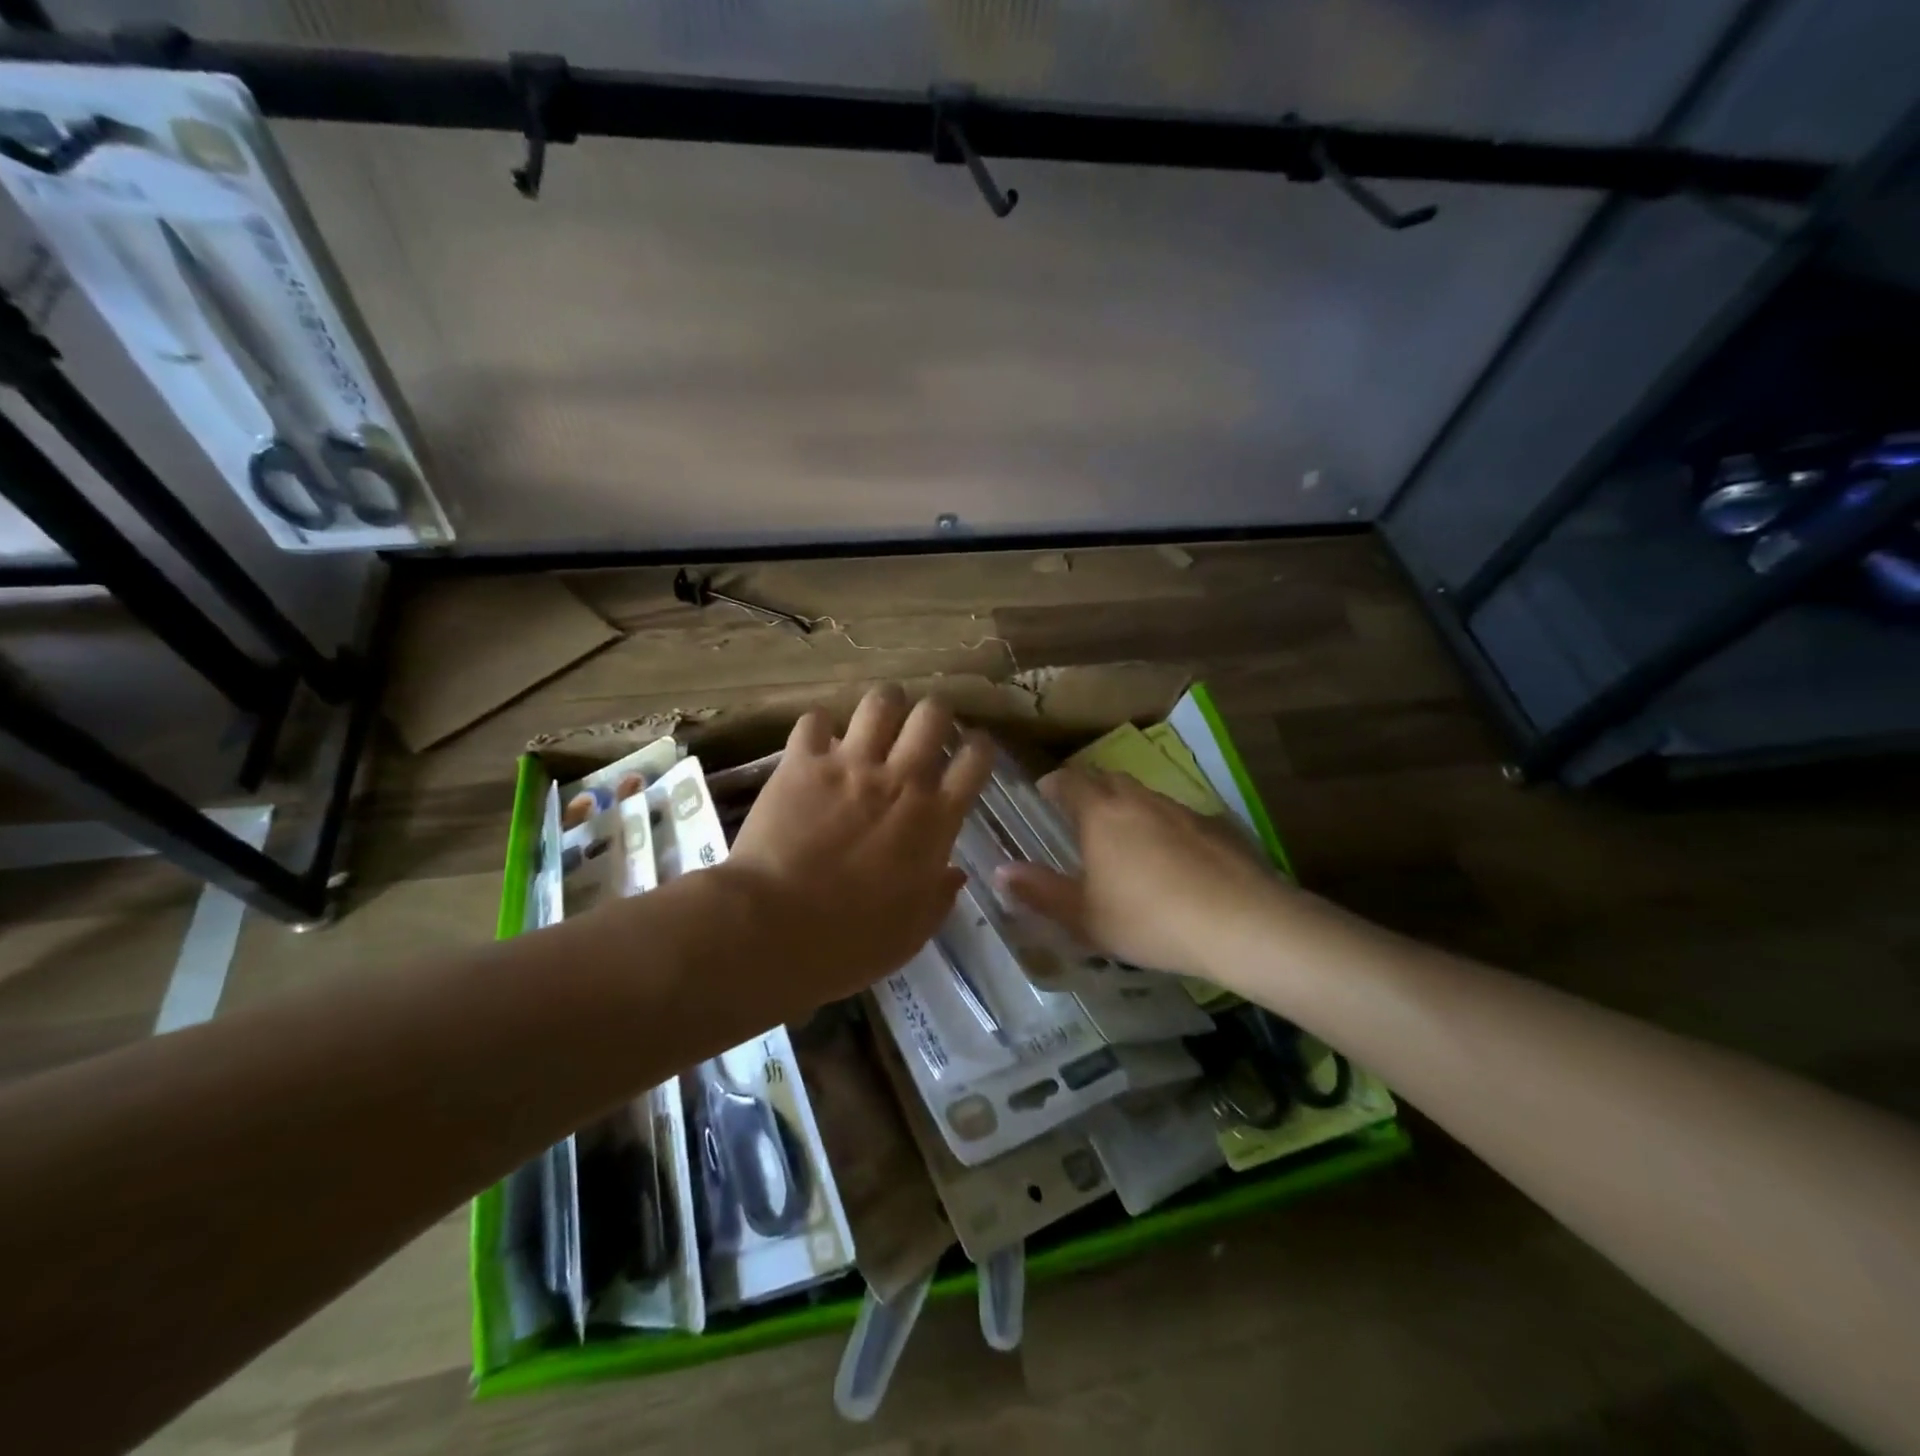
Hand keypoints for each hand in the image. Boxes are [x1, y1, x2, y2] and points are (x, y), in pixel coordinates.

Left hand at [720, 684, 993, 1006]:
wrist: (773, 931)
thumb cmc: (851, 943)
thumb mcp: (912, 932)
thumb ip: (939, 896)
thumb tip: (955, 873)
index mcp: (934, 819)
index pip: (975, 759)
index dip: (978, 748)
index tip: (969, 753)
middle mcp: (900, 780)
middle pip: (933, 714)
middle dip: (933, 715)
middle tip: (921, 733)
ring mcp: (849, 765)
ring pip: (880, 701)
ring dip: (884, 707)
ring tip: (875, 724)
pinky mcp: (801, 763)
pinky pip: (816, 721)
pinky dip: (819, 729)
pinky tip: (817, 746)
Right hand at [996, 769, 1291, 979]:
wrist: (1240, 923)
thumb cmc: (1148, 920)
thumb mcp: (1085, 917)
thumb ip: (1040, 892)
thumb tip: (999, 872)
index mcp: (1101, 815)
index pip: (1070, 781)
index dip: (1054, 783)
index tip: (1045, 792)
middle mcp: (1138, 801)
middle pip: (1107, 778)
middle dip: (1089, 787)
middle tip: (1079, 811)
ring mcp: (1180, 810)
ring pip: (1144, 794)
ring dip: (1127, 804)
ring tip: (1122, 835)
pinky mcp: (1214, 827)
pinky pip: (1176, 815)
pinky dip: (1162, 824)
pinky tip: (1170, 857)